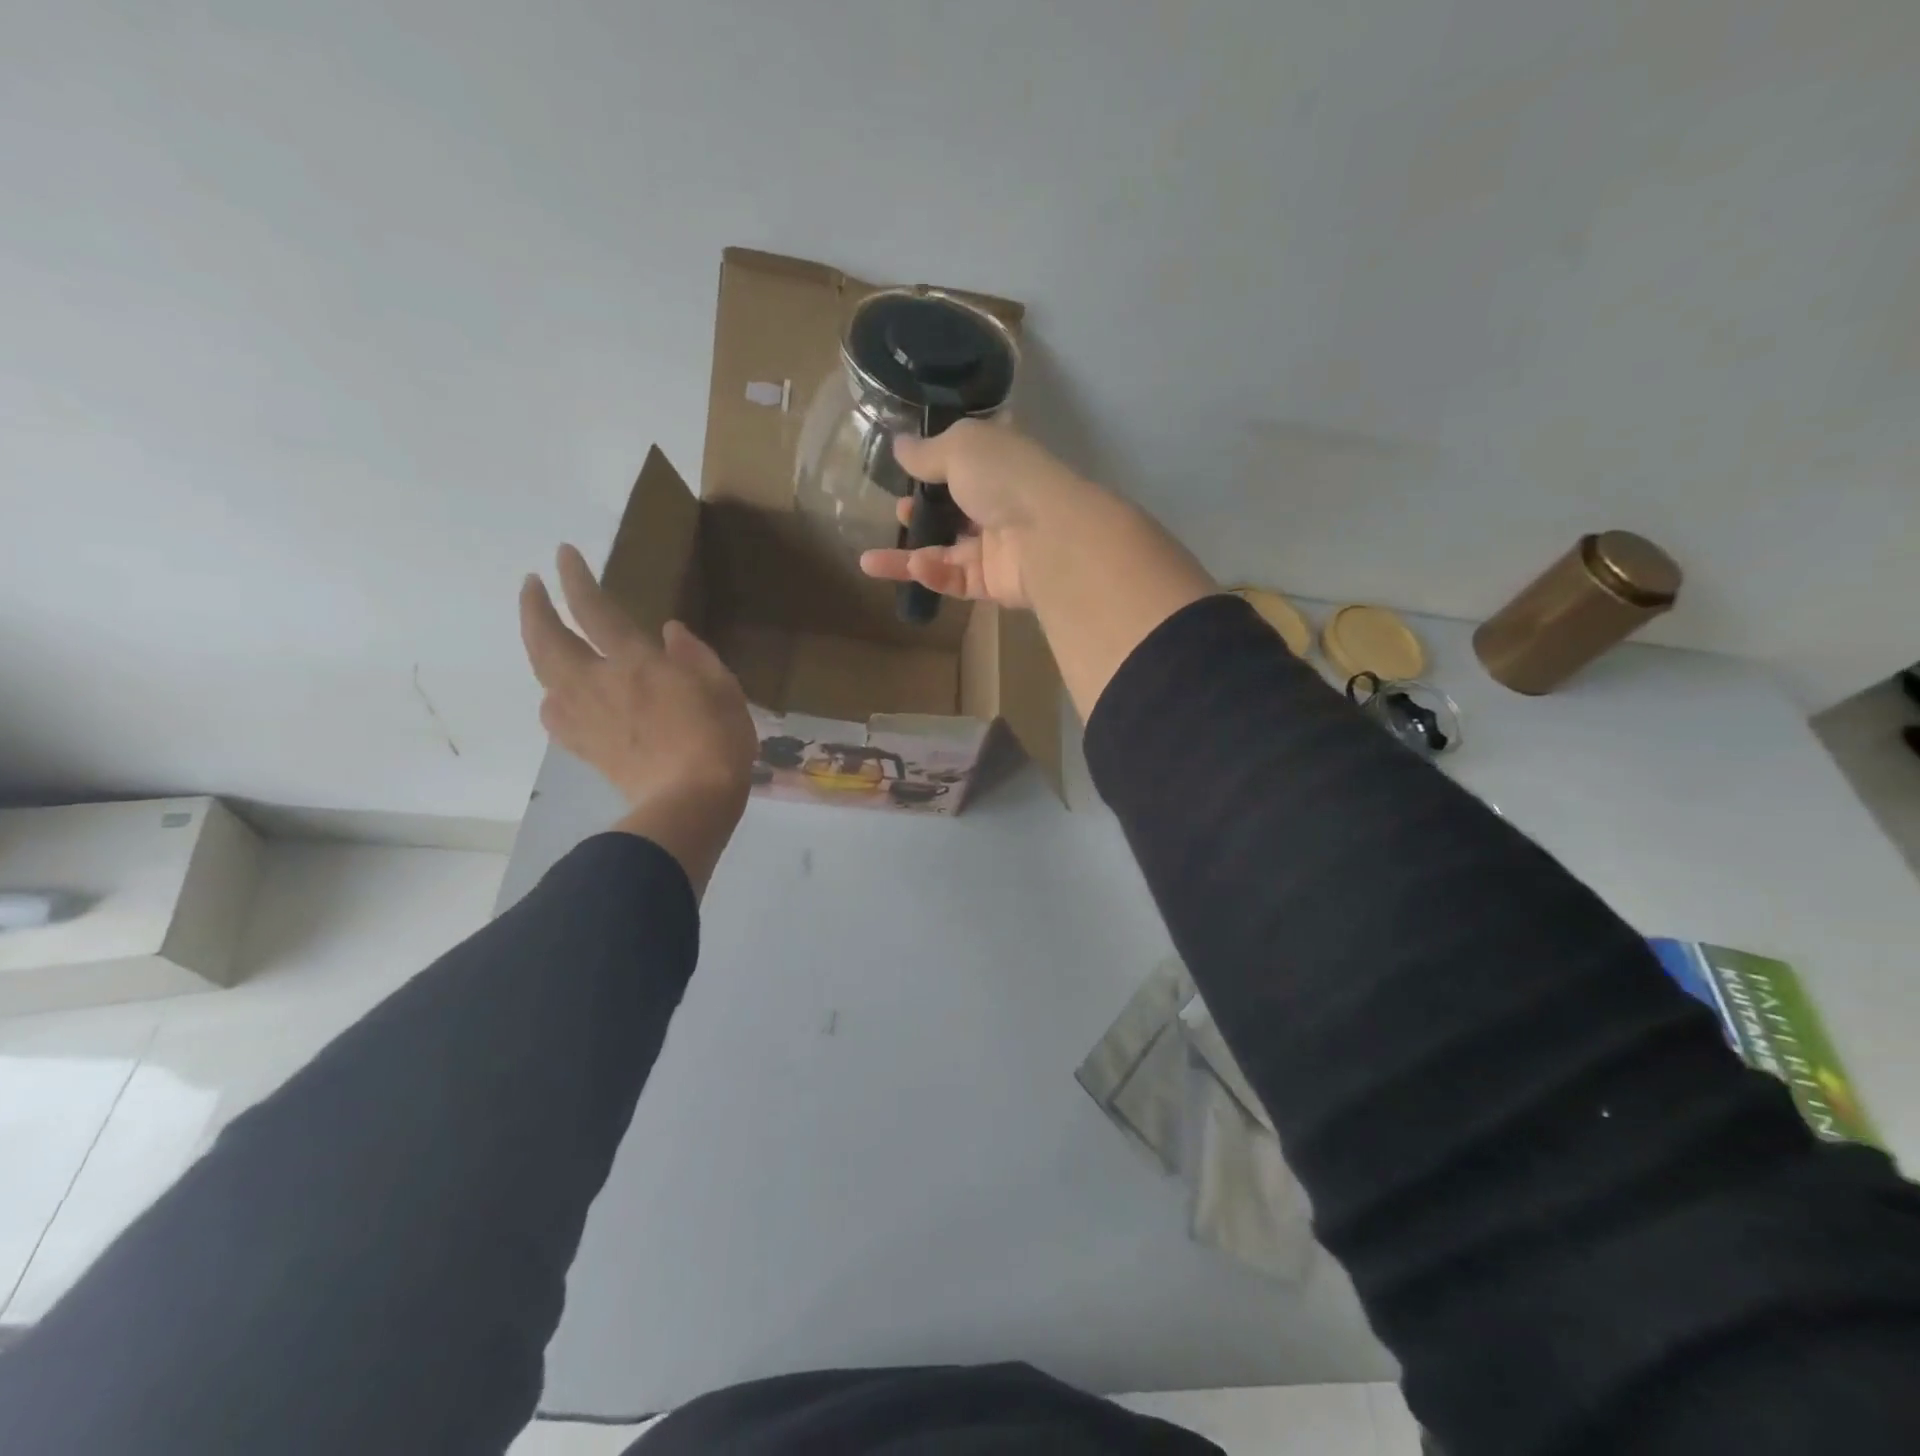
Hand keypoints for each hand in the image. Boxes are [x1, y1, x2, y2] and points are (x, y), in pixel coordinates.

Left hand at [520, 545, 756, 893]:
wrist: (689, 804)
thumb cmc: (717, 741)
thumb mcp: (723, 688)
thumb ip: (695, 656)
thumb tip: (668, 632)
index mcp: (635, 663)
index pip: (594, 609)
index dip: (576, 578)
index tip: (563, 554)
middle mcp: (598, 684)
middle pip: (547, 639)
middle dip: (534, 607)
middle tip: (531, 586)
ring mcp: (585, 718)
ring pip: (544, 675)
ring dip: (538, 648)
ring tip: (545, 639)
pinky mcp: (585, 748)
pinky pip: (554, 715)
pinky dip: (552, 696)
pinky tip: (559, 697)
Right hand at [857, 420, 1095, 609]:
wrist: (1049, 538)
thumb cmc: (1005, 479)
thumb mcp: (960, 448)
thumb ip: (926, 452)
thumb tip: (899, 445)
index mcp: (999, 464)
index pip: (966, 462)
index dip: (935, 466)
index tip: (905, 472)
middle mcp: (1000, 503)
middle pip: (955, 511)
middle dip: (922, 514)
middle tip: (898, 512)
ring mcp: (998, 546)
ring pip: (947, 553)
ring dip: (909, 556)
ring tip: (871, 559)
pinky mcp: (995, 583)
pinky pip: (957, 580)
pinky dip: (933, 574)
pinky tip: (913, 567)